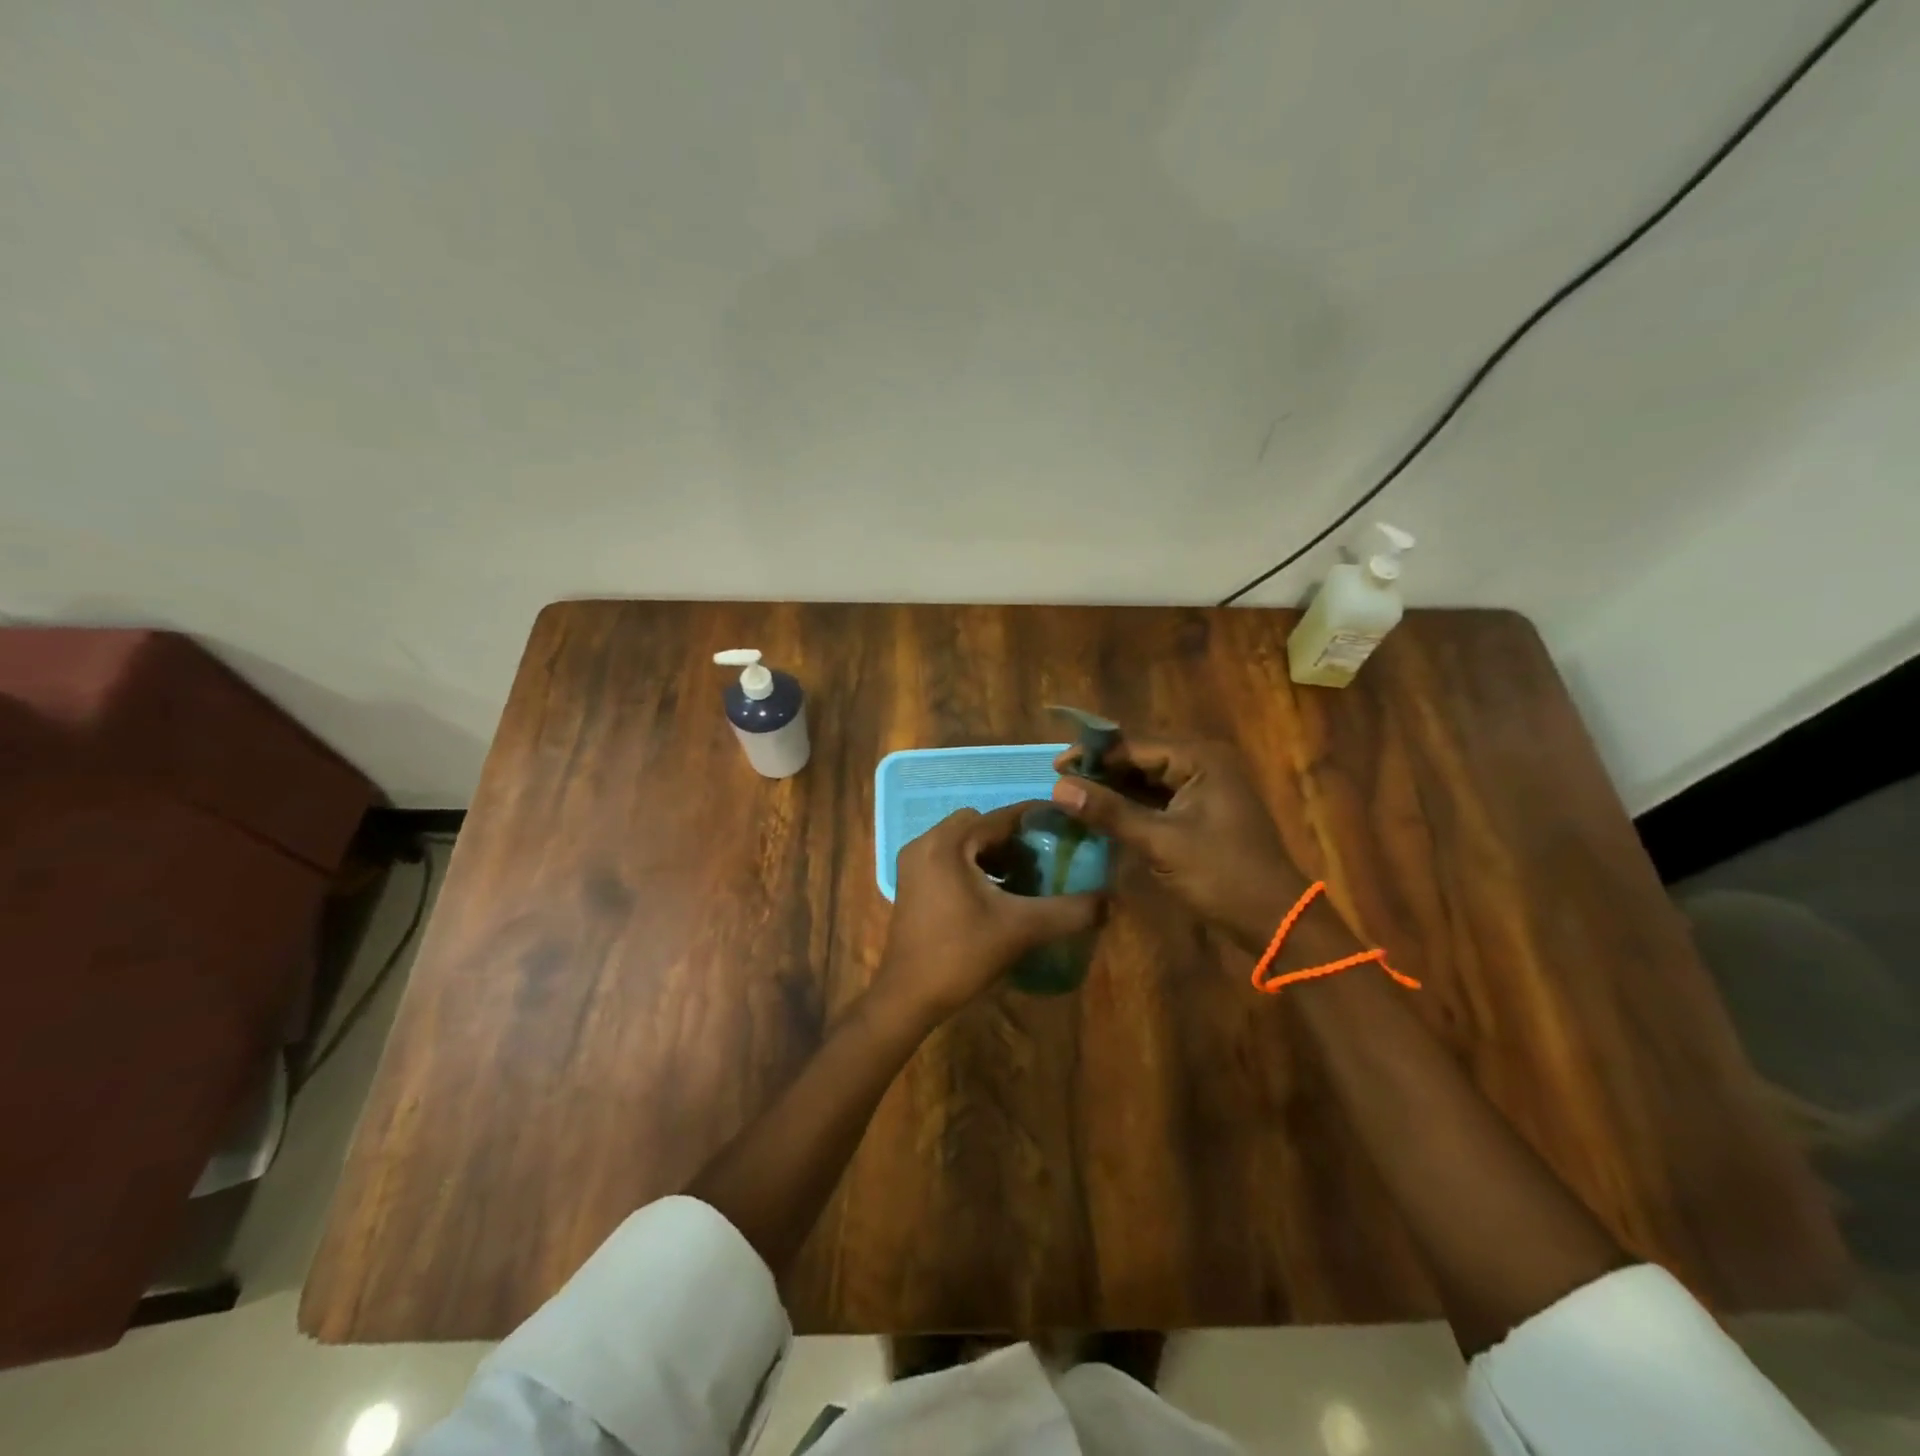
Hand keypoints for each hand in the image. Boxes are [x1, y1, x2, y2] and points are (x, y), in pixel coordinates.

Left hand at [873, 802, 1105, 1022]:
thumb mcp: (1022, 929)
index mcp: (948, 843)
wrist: (908, 997)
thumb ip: (1068, 911)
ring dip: (994, 853)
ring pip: (964, 843)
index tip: (1068, 825)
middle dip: (1014, 838)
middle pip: (980, 825)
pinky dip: (975, 866)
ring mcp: (914, 864)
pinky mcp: (912, 884)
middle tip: (1045, 857)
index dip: (1037, 819)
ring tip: (1026, 877)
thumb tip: (1110, 900)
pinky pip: (949, 859)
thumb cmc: (961, 954)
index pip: (1000, 816)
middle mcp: (926, 843)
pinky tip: (998, 894)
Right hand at [1052, 737, 1306, 949]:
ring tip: (1073, 798)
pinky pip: (1158, 798)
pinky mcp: (1201, 811)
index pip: (1135, 745)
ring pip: (1147, 779)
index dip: (1094, 755)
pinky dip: (1131, 805)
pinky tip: (1102, 814)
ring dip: (1114, 788)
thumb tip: (1058, 788)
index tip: (1054, 768)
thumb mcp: (1161, 843)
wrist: (1275, 920)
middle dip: (1101, 770)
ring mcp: (1204, 787)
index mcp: (1201, 758)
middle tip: (1060, 783)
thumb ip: (1110, 812)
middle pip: (1140, 757)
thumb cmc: (1222, 876)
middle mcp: (1204, 762)